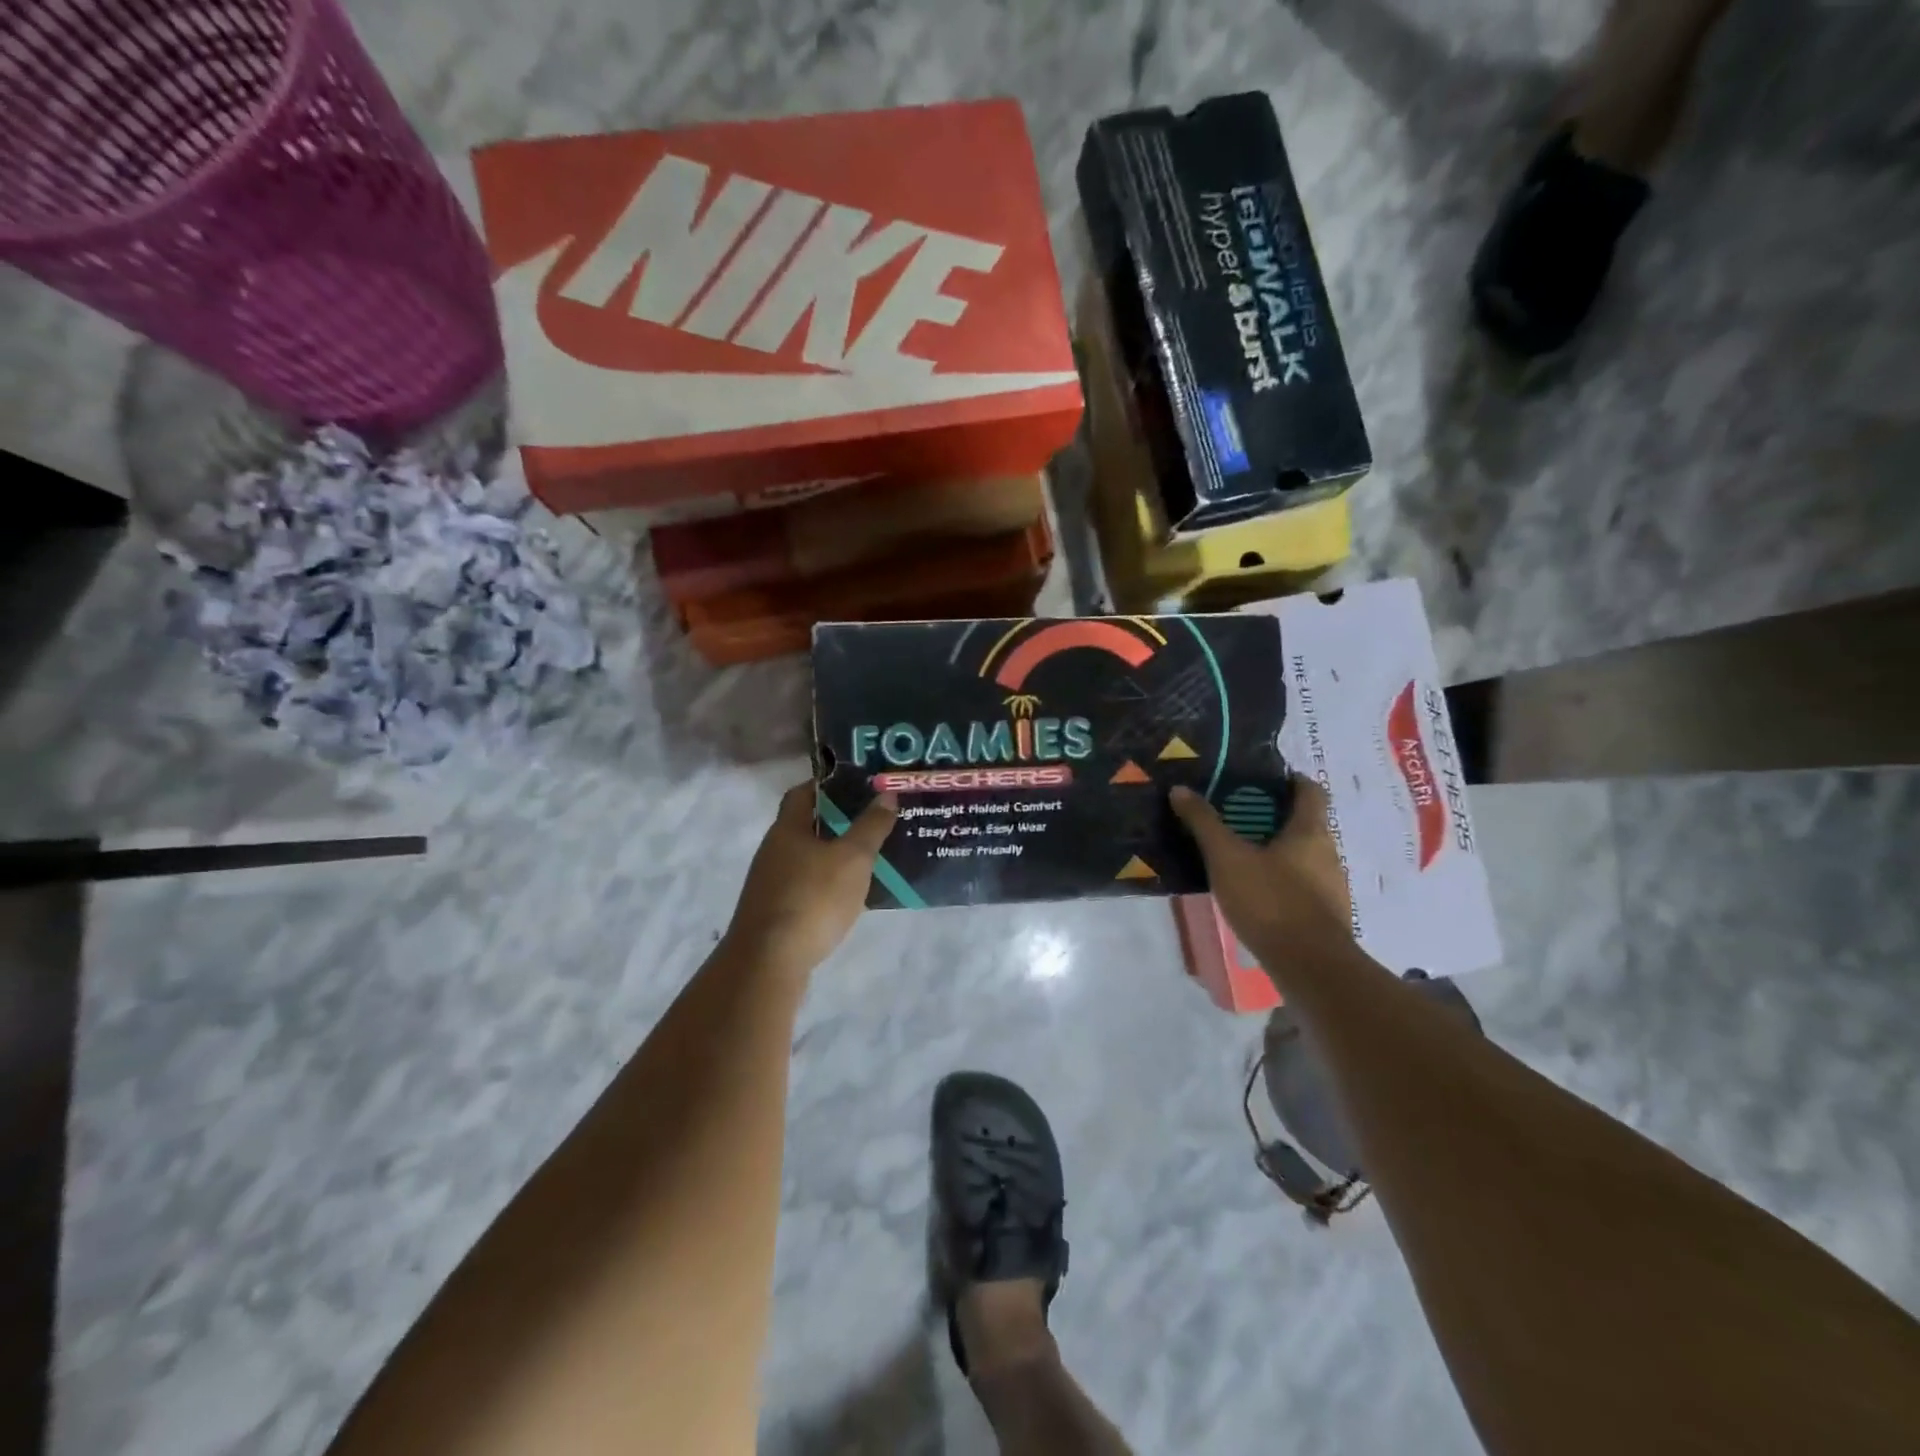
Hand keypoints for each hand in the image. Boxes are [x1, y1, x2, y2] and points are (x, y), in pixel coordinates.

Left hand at [722, 782, 897, 980]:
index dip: (828, 785)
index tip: (858, 785)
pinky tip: (848, 896)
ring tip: (868, 858)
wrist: (768, 963)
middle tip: (872, 821)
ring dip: (833, 856)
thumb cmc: (812, 899)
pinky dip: (826, 884)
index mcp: (787, 829)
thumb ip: (871, 827)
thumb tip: (887, 794)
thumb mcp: (852, 859)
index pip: (803, 793)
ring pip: (806, 859)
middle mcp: (773, 851)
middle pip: (805, 826)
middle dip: (837, 822)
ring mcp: (770, 884)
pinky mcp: (774, 913)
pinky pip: (805, 887)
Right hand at [1171, 776, 1352, 979]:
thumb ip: (1204, 823)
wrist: (1310, 966)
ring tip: (1239, 852)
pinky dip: (1279, 877)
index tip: (1262, 778)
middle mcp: (1327, 852)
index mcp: (1309, 830)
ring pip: (1303, 854)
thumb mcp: (1227, 858)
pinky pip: (1300, 883)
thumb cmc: (1270, 901)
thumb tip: (1180, 789)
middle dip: (1273, 815)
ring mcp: (1330, 885)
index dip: (1290, 779)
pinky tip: (1253, 890)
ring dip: (1276, 849)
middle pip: (1305, 822)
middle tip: (1236, 814)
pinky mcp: (1323, 914)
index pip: (1310, 790)